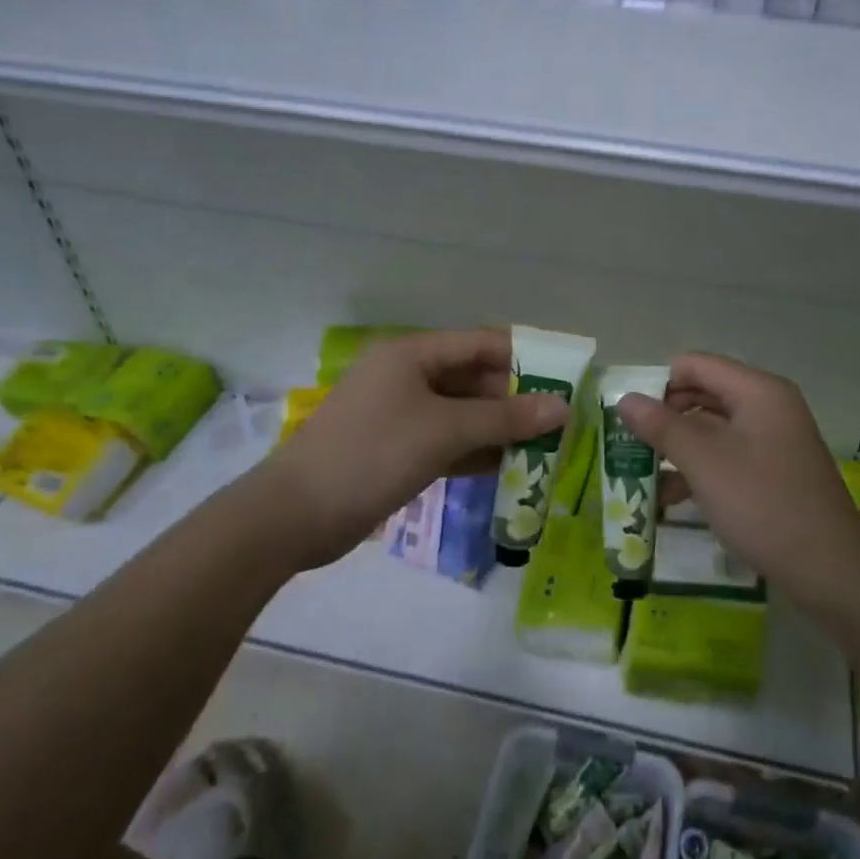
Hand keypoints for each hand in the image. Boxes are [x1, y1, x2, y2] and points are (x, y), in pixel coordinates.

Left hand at [253, 329, 568, 570]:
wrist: (295, 515)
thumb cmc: (373, 454)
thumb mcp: (445, 431)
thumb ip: (505, 418)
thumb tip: (563, 407)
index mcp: (412, 354)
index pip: (480, 343)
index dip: (524, 359)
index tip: (565, 380)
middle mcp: (407, 377)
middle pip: (473, 379)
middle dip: (515, 400)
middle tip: (560, 423)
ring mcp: (400, 415)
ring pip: (462, 414)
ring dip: (499, 429)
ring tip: (546, 448)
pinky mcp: (396, 450)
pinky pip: (446, 442)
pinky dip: (475, 452)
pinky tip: (509, 469)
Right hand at [617, 353, 859, 617]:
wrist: (830, 570)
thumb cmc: (763, 504)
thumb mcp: (704, 462)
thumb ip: (661, 426)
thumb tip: (625, 398)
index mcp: (757, 391)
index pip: (695, 365)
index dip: (659, 385)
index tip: (630, 419)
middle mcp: (767, 406)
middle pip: (703, 395)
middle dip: (664, 419)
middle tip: (629, 446)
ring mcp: (773, 440)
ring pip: (712, 429)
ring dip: (676, 449)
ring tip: (640, 478)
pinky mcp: (773, 471)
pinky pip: (727, 456)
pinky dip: (698, 471)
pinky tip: (670, 500)